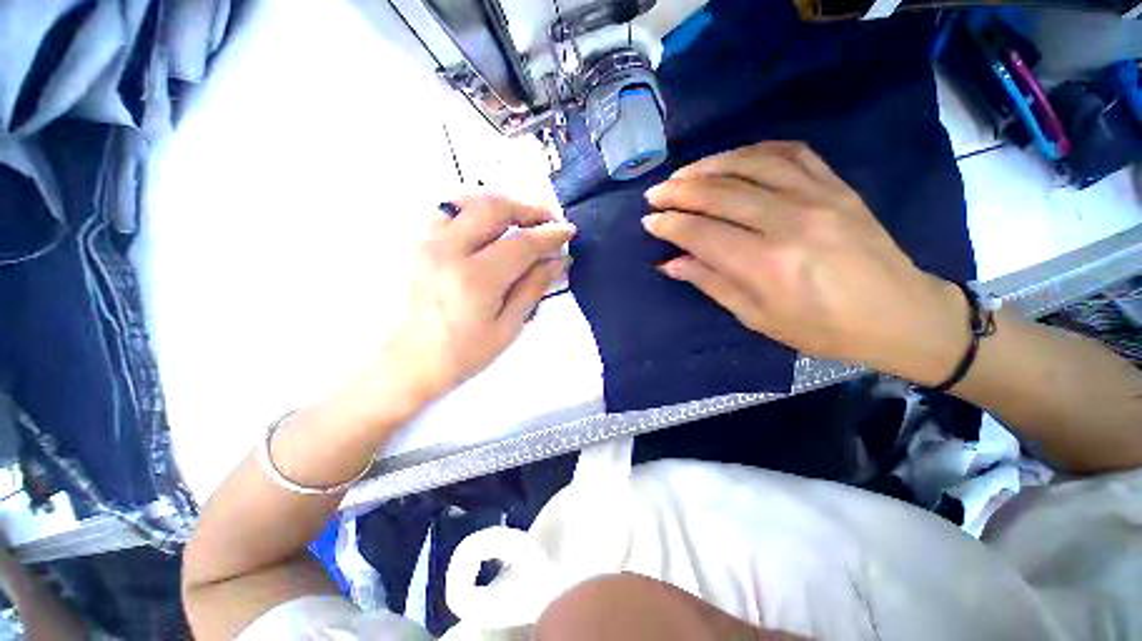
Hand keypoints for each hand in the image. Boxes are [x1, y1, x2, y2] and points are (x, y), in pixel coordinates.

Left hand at [378, 194, 574, 407]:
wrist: (418, 357)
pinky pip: (453, 209)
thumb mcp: (510, 325)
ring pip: (473, 201)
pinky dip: (479, 207)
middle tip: (551, 221)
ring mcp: (431, 242)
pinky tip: (495, 222)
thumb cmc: (467, 351)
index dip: (550, 236)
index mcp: (475, 279)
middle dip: (530, 210)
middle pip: (495, 209)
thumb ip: (535, 287)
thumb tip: (559, 260)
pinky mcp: (424, 242)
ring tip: (526, 220)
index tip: (569, 232)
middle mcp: (449, 251)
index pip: (521, 244)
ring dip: (506, 205)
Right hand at [642, 141, 968, 384]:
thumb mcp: (757, 318)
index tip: (649, 222)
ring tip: (682, 174)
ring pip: (749, 164)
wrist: (900, 314)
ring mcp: (817, 196)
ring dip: (707, 165)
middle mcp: (789, 222)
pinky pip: (787, 152)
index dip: (670, 225)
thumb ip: (711, 283)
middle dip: (678, 191)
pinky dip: (751, 151)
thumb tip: (671, 263)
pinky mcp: (836, 184)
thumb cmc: (823, 329)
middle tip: (654, 194)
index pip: (701, 233)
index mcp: (767, 265)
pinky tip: (730, 160)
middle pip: (719, 193)